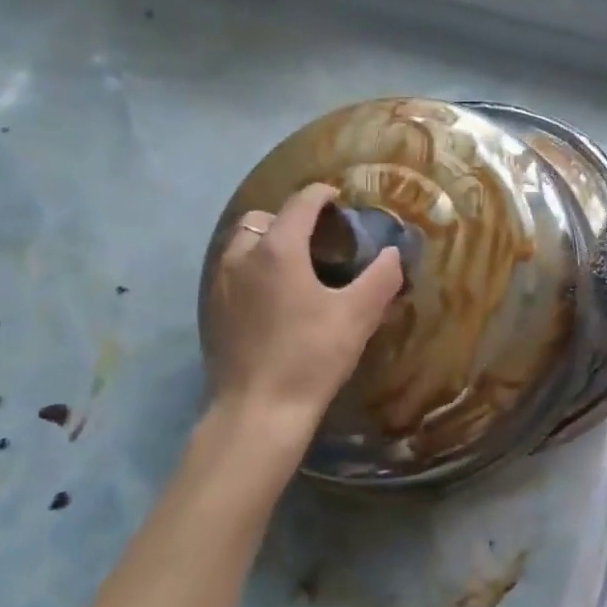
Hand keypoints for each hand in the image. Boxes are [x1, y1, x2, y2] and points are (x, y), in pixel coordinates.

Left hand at [207, 183, 403, 423]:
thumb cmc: (311, 356)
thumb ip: (381, 277)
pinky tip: (272, 297)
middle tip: (317, 239)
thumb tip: (394, 253)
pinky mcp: (213, 309)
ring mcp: (221, 282)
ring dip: (267, 242)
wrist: (258, 411)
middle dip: (290, 218)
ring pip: (243, 243)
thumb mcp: (357, 316)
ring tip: (294, 266)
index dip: (323, 195)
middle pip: (265, 217)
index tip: (340, 200)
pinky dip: (252, 268)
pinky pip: (232, 270)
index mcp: (278, 248)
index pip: (301, 202)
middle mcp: (243, 255)